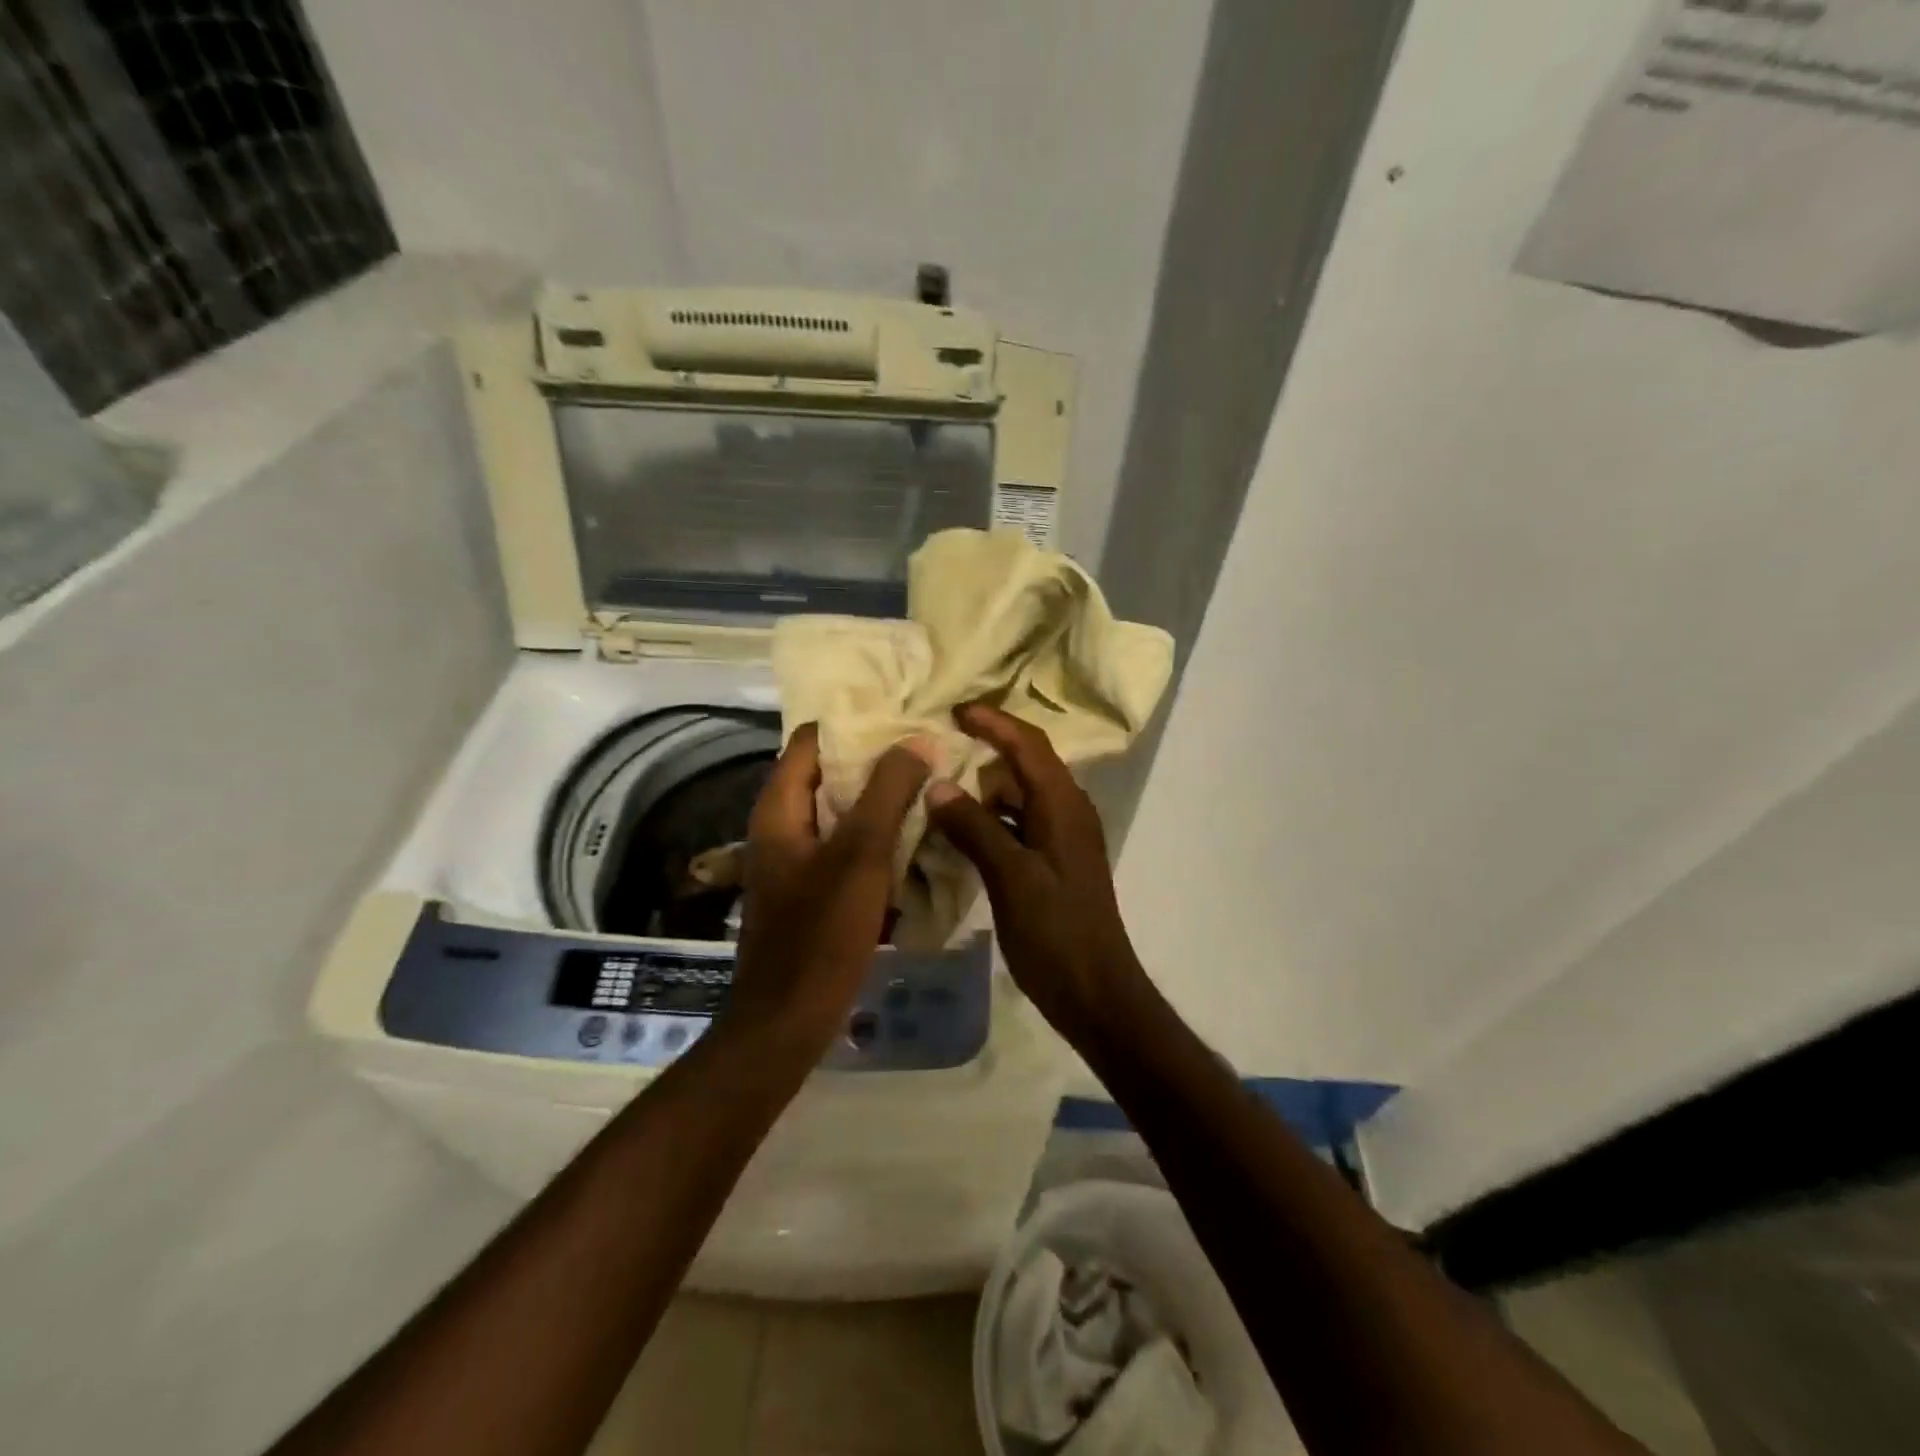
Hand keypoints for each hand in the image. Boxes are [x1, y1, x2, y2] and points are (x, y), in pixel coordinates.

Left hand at [724, 723, 934, 1060]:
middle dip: (878, 762)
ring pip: (842, 813)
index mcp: (780, 808)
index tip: (904, 718)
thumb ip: (888, 792)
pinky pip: (847, 848)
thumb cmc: (820, 933)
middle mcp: (782, 826)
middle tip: (929, 752)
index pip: (813, 739)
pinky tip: (916, 839)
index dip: (856, 723)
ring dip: (882, 800)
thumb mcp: (860, 855)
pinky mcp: (812, 889)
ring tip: (931, 787)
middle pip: (829, 774)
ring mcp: (796, 860)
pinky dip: (877, 837)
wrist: (788, 1020)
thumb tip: (918, 740)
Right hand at [925, 703, 1152, 1046]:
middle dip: (986, 750)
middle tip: (939, 747)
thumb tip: (937, 785)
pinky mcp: (1053, 864)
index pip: (1028, 744)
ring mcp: (1062, 839)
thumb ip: (974, 827)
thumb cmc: (1055, 932)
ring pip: (1020, 797)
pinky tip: (958, 834)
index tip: (954, 711)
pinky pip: (1018, 825)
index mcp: (1062, 806)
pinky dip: (990, 821)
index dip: (993, 722)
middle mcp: (1067, 812)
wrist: (1095, 992)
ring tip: (939, 788)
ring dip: (984, 789)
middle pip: (1026, 764)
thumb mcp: (1010, 876)